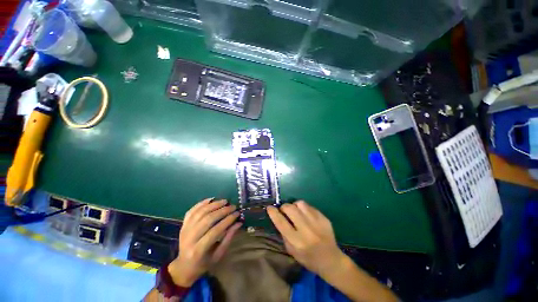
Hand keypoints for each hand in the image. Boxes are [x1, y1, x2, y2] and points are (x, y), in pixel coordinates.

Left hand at [168, 198, 241, 286]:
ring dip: (213, 205)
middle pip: (207, 220)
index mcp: (198, 250)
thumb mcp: (218, 255)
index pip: (215, 231)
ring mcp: (184, 230)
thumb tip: (238, 223)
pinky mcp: (183, 225)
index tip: (237, 213)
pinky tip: (211, 199)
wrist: (184, 266)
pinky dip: (201, 203)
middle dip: (222, 211)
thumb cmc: (204, 263)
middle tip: (233, 206)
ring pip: (200, 213)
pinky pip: (192, 211)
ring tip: (225, 201)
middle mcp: (189, 238)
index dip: (227, 221)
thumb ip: (228, 238)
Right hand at [267, 201, 346, 278]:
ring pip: (300, 204)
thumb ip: (284, 234)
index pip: (281, 222)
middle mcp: (306, 230)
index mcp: (297, 241)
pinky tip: (306, 215)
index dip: (273, 213)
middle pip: (290, 209)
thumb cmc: (308, 258)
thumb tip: (278, 218)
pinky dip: (304, 208)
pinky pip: (309, 206)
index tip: (269, 208)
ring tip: (296, 211)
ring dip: (294, 206)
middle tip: (284, 210)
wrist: (331, 260)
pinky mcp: (323, 218)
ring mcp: (316, 222)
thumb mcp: (291, 251)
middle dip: (284, 207)